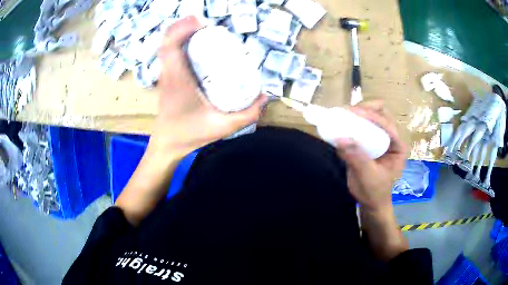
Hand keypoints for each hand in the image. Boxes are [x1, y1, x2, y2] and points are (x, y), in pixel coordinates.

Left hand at [149, 16, 266, 157]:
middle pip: (168, 39)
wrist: (167, 143)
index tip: (202, 23)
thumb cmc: (190, 135)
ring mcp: (166, 73)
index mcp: (178, 80)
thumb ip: (248, 113)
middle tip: (208, 26)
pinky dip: (179, 41)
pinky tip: (195, 43)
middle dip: (185, 25)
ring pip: (167, 44)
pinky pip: (169, 51)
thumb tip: (265, 95)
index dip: (183, 28)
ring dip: (182, 32)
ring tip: (203, 30)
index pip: (171, 46)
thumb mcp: (223, 127)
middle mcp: (169, 72)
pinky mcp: (167, 76)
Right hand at [335, 101, 407, 212]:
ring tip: (344, 115)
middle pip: (382, 114)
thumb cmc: (375, 193)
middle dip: (367, 109)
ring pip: (372, 116)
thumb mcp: (368, 177)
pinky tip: (342, 122)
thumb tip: (340, 138)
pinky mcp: (369, 141)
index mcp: (398, 146)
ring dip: (359, 113)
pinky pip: (363, 126)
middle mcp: (391, 138)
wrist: (370, 203)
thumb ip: (357, 158)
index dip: (372, 116)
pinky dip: (353, 122)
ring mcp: (380, 138)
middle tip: (349, 112)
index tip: (354, 113)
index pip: (388, 125)